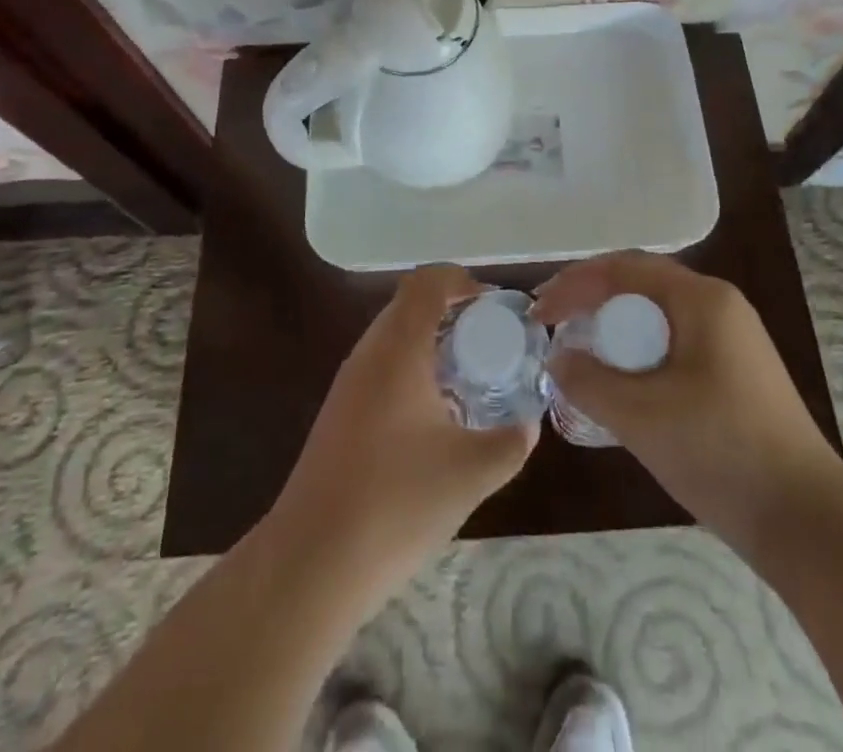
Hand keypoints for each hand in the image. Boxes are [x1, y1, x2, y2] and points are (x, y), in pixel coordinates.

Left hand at [266, 264, 536, 604]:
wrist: (313, 562)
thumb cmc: (396, 503)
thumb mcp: (471, 473)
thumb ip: (510, 443)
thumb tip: (529, 424)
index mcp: (398, 348)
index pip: (427, 282)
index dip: (462, 280)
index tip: (494, 308)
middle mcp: (368, 353)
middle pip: (410, 305)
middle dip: (452, 313)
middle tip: (489, 343)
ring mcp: (348, 384)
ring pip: (394, 337)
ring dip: (431, 343)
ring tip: (468, 378)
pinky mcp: (339, 413)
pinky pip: (381, 368)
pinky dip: (412, 371)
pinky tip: (434, 416)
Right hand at [533, 252, 842, 546]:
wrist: (808, 523)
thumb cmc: (721, 453)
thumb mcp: (641, 416)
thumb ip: (588, 380)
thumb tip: (557, 358)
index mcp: (702, 299)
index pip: (624, 269)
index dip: (574, 284)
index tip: (538, 312)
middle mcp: (720, 305)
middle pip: (641, 284)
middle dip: (592, 299)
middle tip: (553, 324)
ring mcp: (732, 339)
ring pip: (658, 316)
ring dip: (614, 327)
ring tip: (579, 352)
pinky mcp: (735, 372)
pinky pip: (674, 343)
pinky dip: (639, 352)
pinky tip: (620, 382)